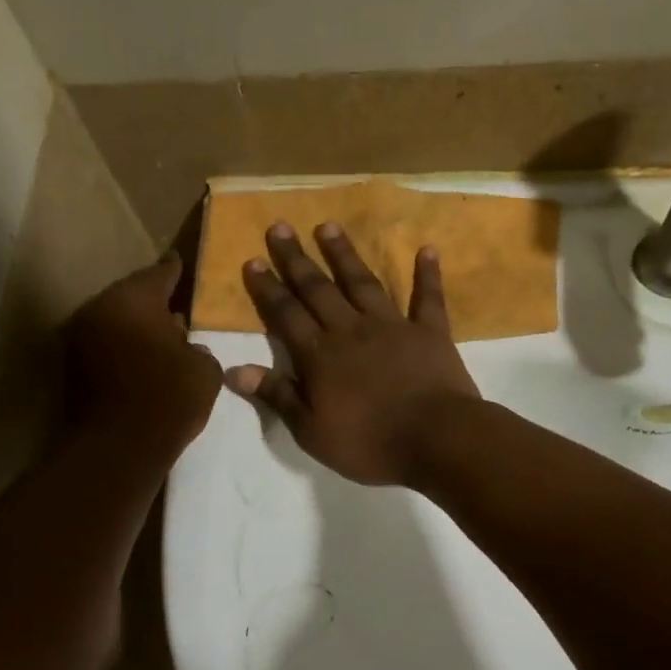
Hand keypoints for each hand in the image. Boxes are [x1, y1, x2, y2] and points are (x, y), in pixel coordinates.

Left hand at [65, 257, 222, 460]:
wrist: (117, 449)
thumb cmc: (167, 399)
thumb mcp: (204, 371)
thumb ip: (198, 349)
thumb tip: (188, 347)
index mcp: (133, 300)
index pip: (159, 274)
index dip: (175, 270)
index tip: (181, 264)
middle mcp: (98, 310)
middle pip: (130, 298)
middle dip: (152, 302)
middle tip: (175, 307)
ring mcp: (78, 339)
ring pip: (113, 322)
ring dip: (134, 328)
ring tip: (161, 338)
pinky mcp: (69, 368)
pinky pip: (103, 346)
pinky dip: (121, 349)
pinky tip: (142, 362)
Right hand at [226, 222, 480, 485]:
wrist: (436, 440)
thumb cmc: (369, 443)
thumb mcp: (311, 431)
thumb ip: (277, 396)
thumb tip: (234, 370)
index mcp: (320, 356)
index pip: (286, 314)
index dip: (268, 288)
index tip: (253, 260)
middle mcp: (351, 330)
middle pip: (318, 289)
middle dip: (297, 258)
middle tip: (280, 226)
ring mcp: (393, 327)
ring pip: (363, 283)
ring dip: (345, 254)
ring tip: (328, 226)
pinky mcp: (430, 333)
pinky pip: (428, 298)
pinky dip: (427, 274)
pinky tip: (427, 250)